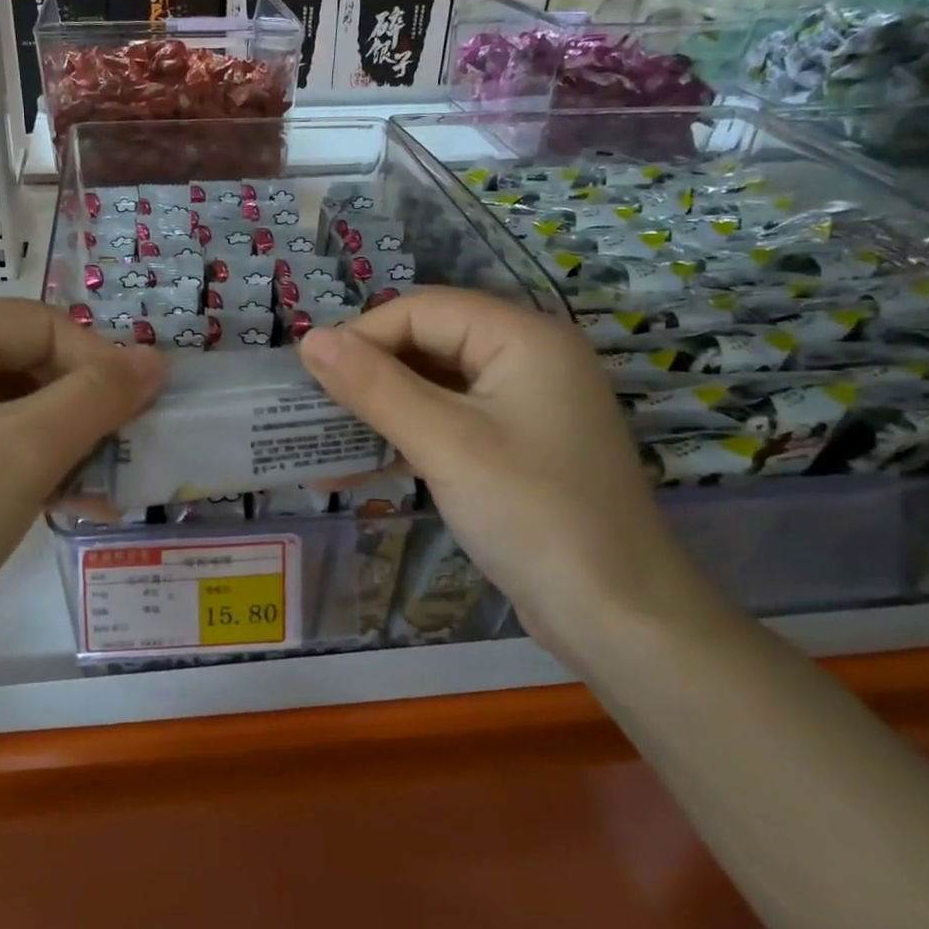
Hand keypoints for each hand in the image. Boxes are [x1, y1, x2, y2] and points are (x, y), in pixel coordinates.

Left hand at [0, 301, 163, 693]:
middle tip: (127, 449)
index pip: (40, 323)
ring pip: (14, 414)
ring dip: (67, 444)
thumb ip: (97, 397)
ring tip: (108, 487)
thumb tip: (155, 360)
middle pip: (27, 364)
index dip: (96, 357)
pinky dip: (35, 471)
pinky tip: (72, 506)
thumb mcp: (25, 450)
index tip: (138, 409)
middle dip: (84, 406)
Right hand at [298, 289, 694, 652]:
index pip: (422, 310)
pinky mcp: (513, 446)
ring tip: (320, 441)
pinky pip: (446, 424)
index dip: (362, 336)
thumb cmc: (533, 514)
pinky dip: (404, 440)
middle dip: (366, 375)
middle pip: (427, 343)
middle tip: (310, 409)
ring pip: (431, 386)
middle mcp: (525, 357)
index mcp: (522, 337)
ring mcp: (521, 404)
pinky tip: (354, 470)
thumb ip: (374, 386)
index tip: (309, 377)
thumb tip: (310, 339)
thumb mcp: (445, 444)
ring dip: (378, 412)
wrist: (619, 618)